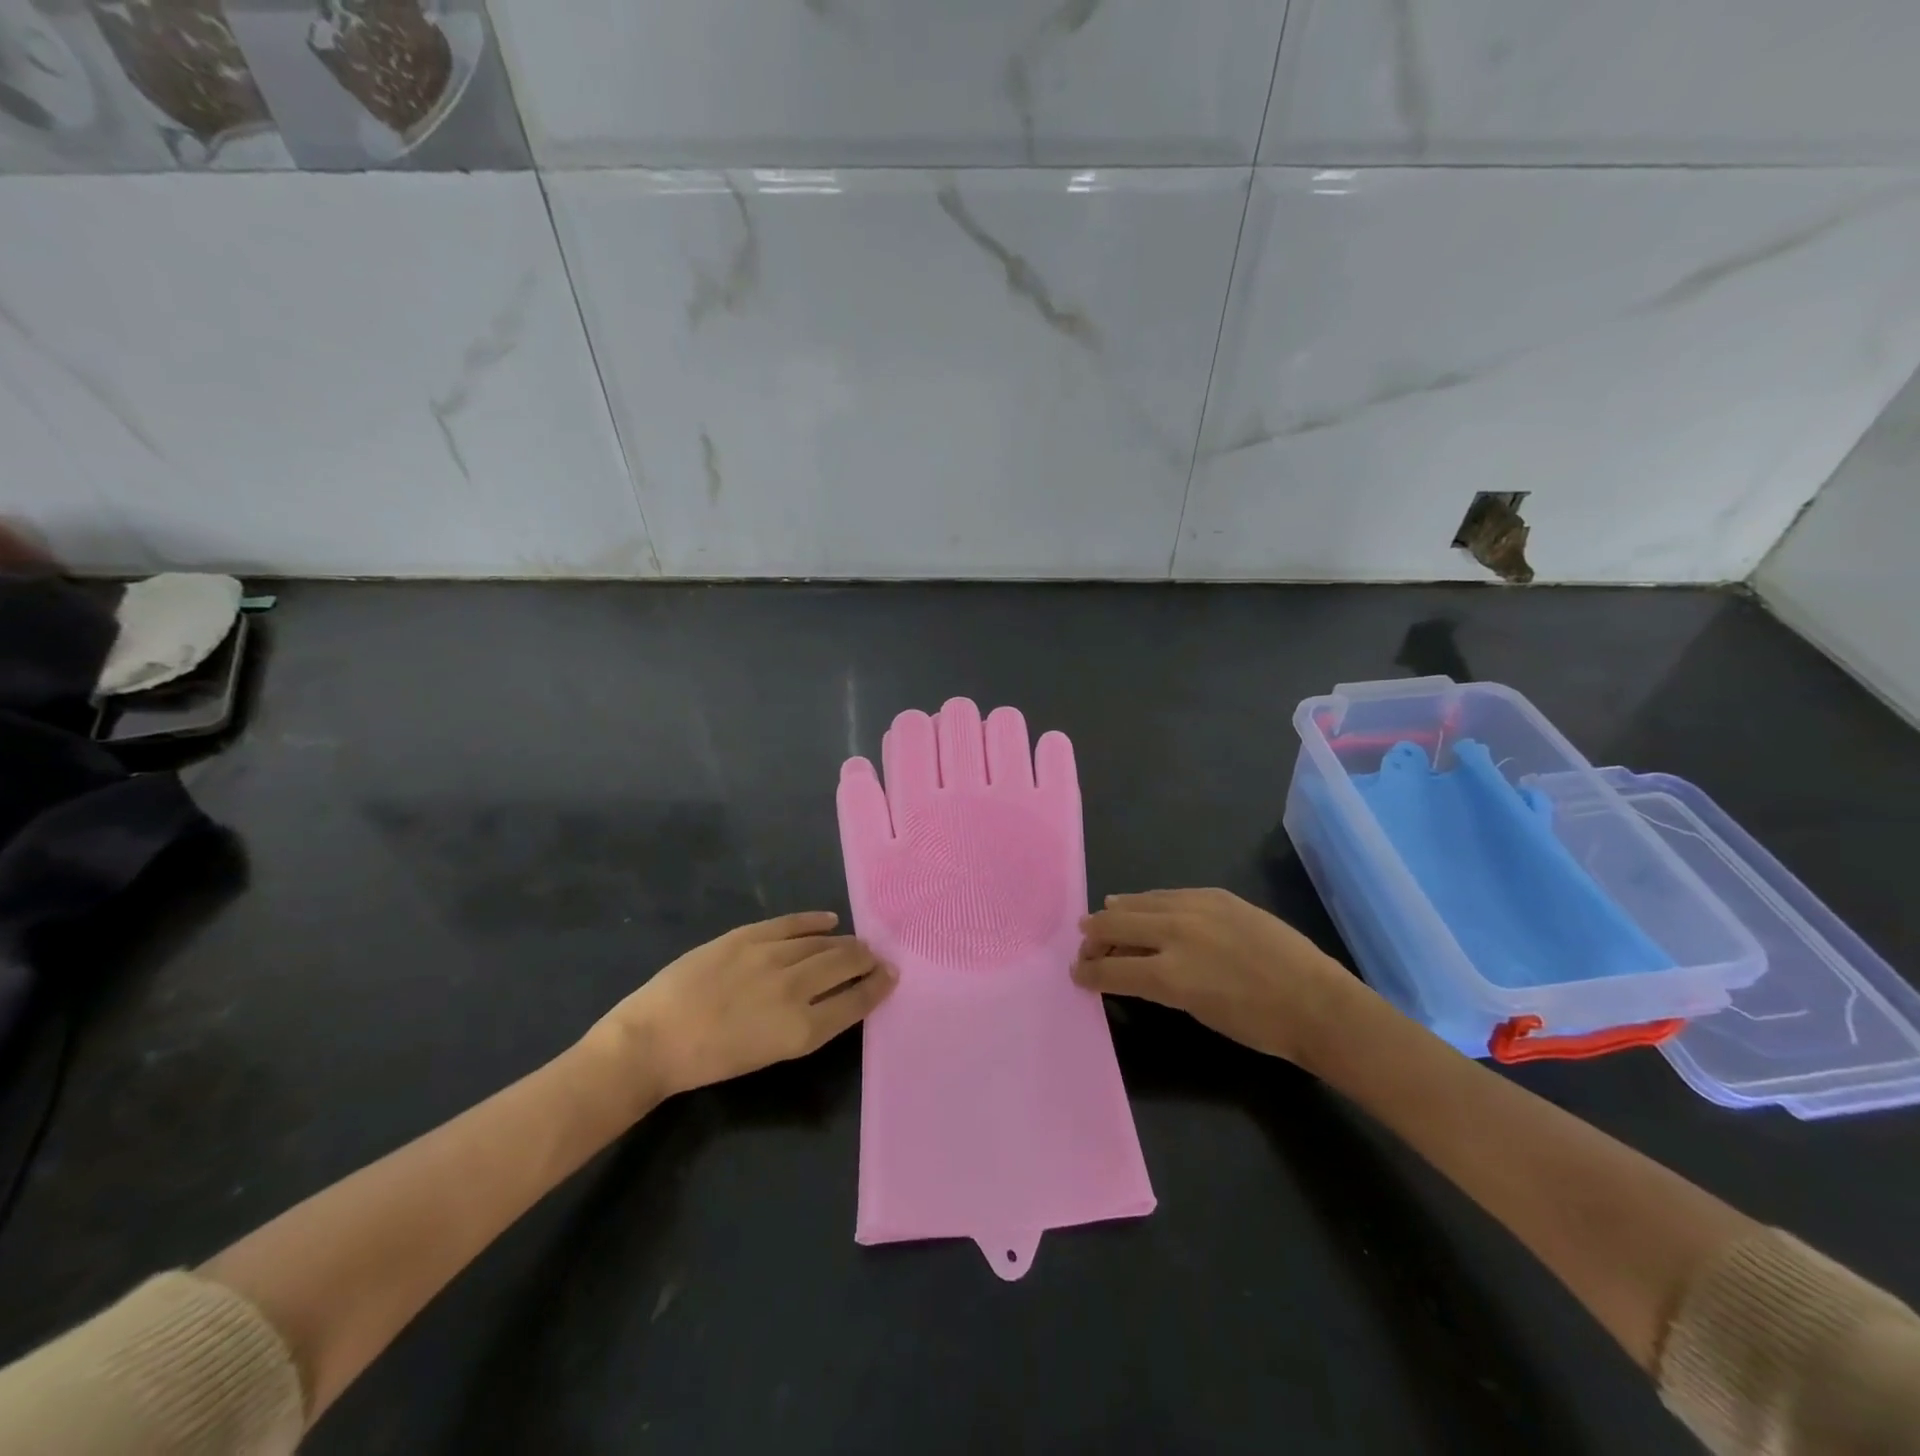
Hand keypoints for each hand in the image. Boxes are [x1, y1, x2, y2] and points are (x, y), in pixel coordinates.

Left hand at [588, 912, 895, 1104]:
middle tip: (878, 957)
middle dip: (867, 959)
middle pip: (845, 964)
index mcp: (801, 1029)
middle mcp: (794, 988)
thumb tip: (835, 998)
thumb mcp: (770, 1054)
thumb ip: (808, 1024)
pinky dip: (814, 921)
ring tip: (856, 942)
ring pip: (822, 942)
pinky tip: (829, 921)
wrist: (654, 1040)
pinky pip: (792, 923)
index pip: (855, 1001)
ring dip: (845, 942)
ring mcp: (770, 956)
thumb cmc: (711, 1061)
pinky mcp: (748, 936)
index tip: (892, 976)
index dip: (878, 987)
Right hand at [1073, 888, 1369, 1067]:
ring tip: (1103, 917)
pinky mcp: (1216, 896)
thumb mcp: (1196, 1010)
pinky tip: (1142, 904)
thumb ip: (1157, 984)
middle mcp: (1175, 934)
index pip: (1110, 969)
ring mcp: (1197, 908)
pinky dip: (1148, 902)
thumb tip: (1132, 969)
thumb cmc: (1257, 1026)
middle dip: (1093, 937)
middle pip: (1115, 926)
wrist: (1316, 1003)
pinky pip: (1169, 894)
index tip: (1077, 974)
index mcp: (1169, 975)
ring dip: (1116, 912)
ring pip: (1139, 902)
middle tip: (1085, 946)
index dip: (1088, 972)